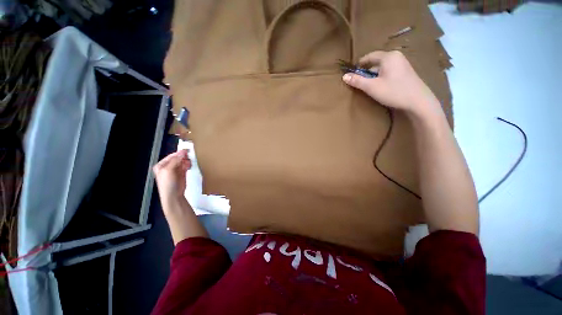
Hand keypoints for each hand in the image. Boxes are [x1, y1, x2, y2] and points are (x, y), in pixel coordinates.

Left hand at [153, 149, 190, 201]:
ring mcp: (175, 170)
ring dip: (186, 161)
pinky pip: (186, 166)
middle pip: (177, 158)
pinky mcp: (182, 173)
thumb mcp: (169, 170)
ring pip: (182, 162)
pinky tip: (189, 165)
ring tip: (189, 162)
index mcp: (161, 165)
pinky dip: (188, 165)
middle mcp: (168, 167)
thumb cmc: (168, 184)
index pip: (171, 156)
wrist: (173, 195)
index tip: (186, 151)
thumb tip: (183, 152)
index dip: (178, 153)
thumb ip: (176, 160)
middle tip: (189, 156)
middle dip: (183, 157)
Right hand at [342, 50, 440, 116]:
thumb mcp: (372, 87)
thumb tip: (344, 76)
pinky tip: (381, 87)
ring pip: (383, 67)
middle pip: (376, 61)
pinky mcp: (406, 72)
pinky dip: (382, 77)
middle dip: (367, 71)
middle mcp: (396, 56)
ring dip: (374, 75)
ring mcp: (403, 63)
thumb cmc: (393, 92)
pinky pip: (389, 71)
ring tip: (369, 86)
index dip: (359, 64)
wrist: (418, 101)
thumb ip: (357, 81)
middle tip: (360, 83)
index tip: (352, 73)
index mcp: (388, 56)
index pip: (369, 56)